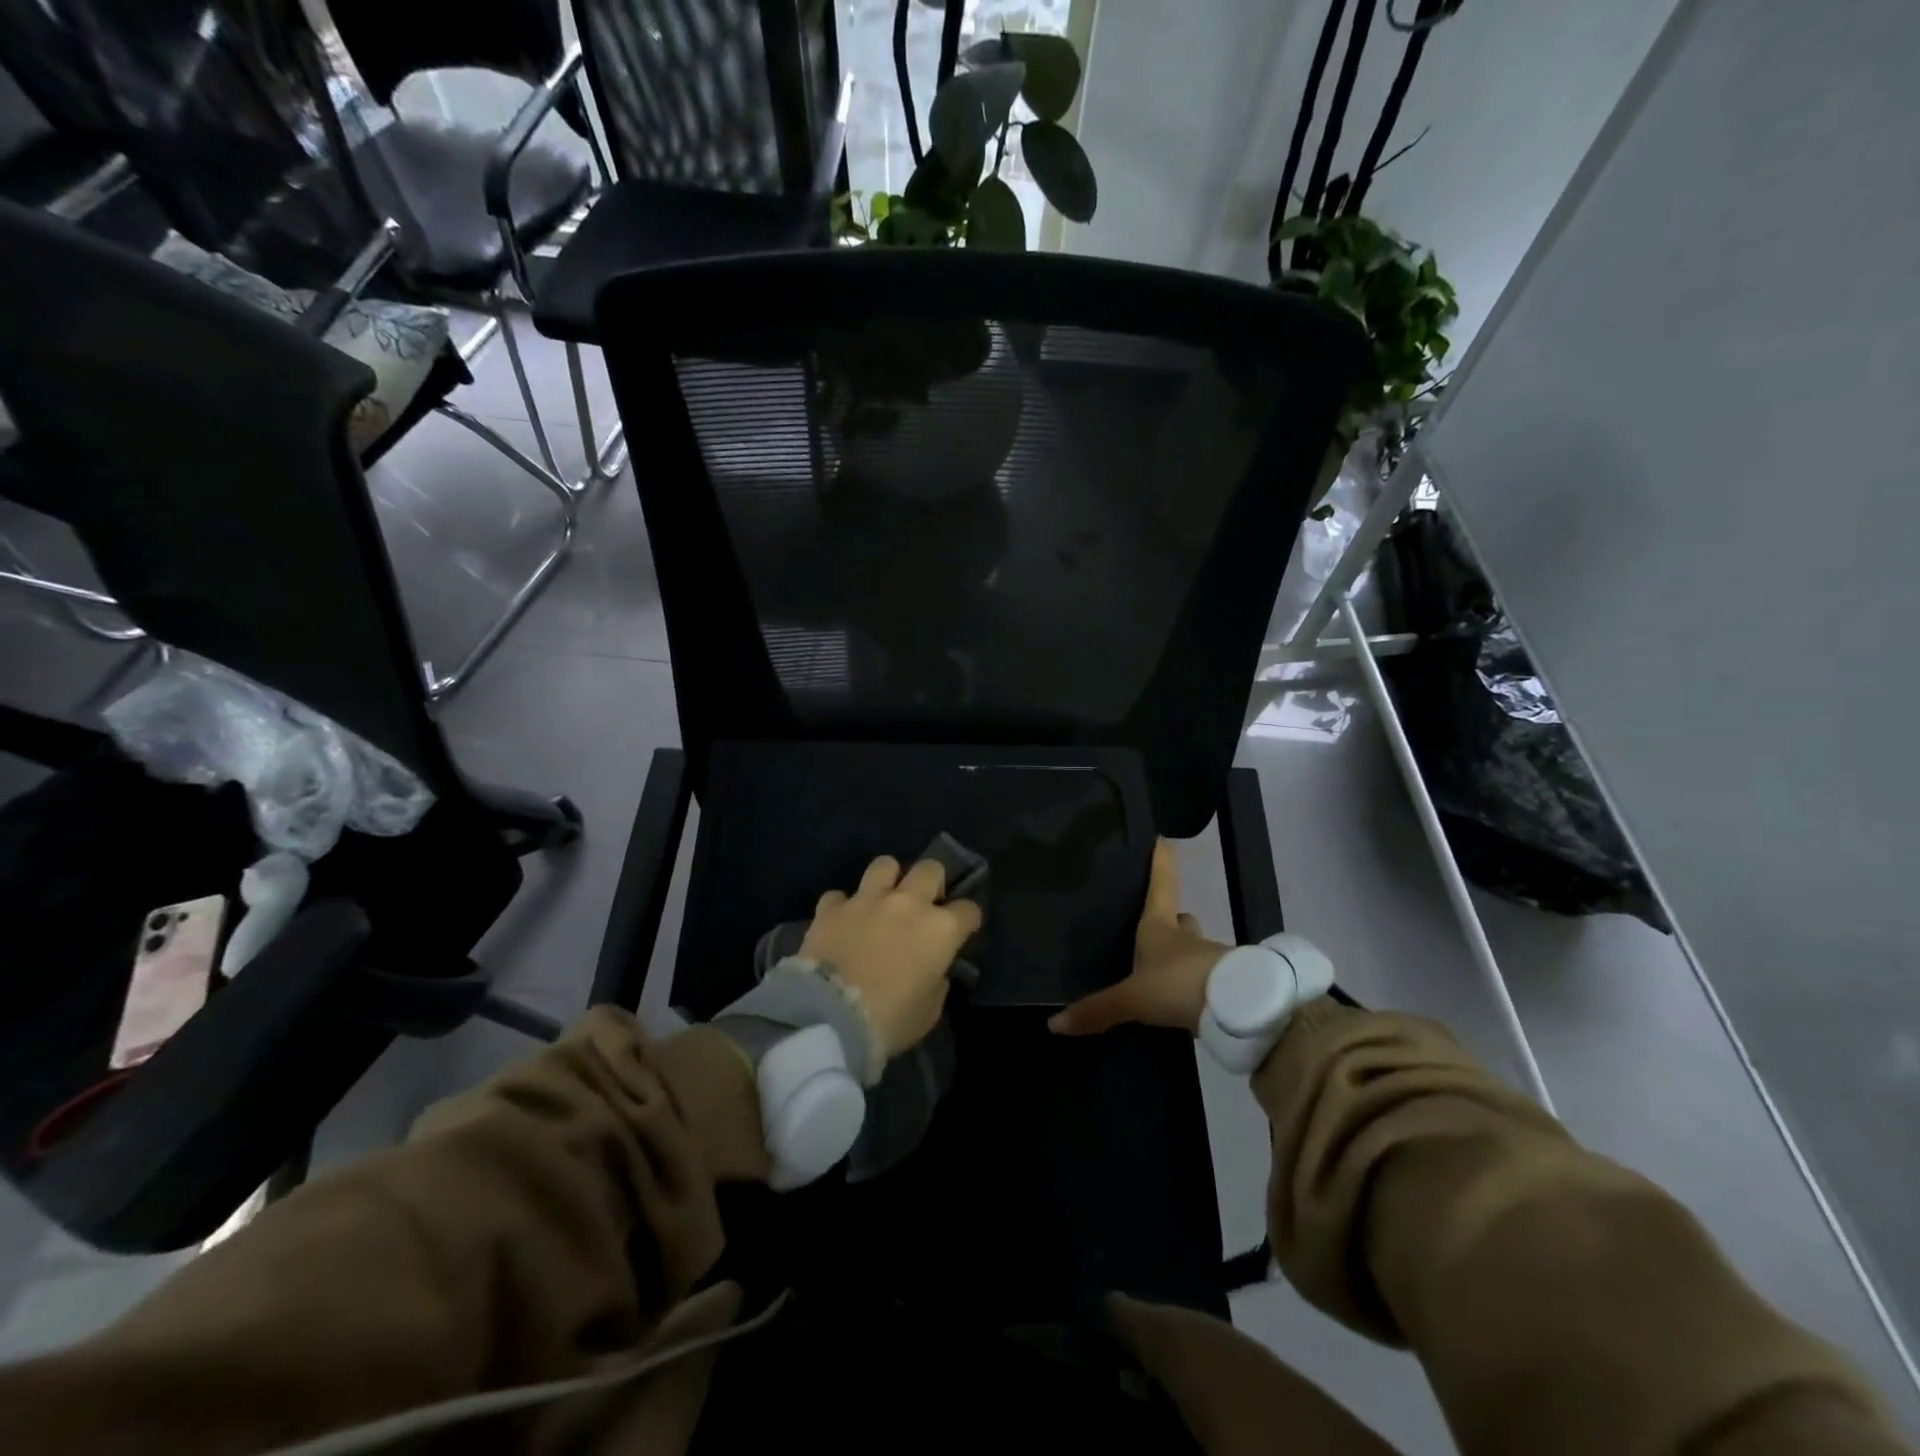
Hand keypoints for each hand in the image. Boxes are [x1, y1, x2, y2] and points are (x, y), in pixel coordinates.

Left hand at [800, 855, 982, 1060]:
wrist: (829, 1017)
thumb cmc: (889, 1020)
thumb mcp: (928, 1012)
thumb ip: (936, 982)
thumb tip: (933, 970)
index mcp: (940, 929)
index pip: (968, 910)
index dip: (967, 920)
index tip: (962, 931)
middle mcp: (908, 903)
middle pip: (931, 869)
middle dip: (932, 884)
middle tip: (924, 906)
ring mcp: (867, 900)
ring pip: (885, 864)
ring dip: (888, 880)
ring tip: (883, 900)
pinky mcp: (831, 908)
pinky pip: (839, 896)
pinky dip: (842, 907)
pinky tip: (842, 922)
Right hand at [1049, 839, 1229, 1036]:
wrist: (1238, 1008)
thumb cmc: (1177, 984)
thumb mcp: (1132, 999)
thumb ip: (1098, 1010)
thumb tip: (1054, 1024)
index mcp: (1159, 927)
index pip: (1161, 885)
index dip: (1160, 863)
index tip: (1163, 840)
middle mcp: (1186, 937)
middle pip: (1181, 919)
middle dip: (1172, 921)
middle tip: (1158, 928)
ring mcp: (1211, 958)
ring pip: (1195, 950)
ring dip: (1184, 957)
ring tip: (1164, 974)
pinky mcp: (1228, 984)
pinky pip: (1208, 979)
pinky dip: (1197, 985)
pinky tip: (1185, 1001)